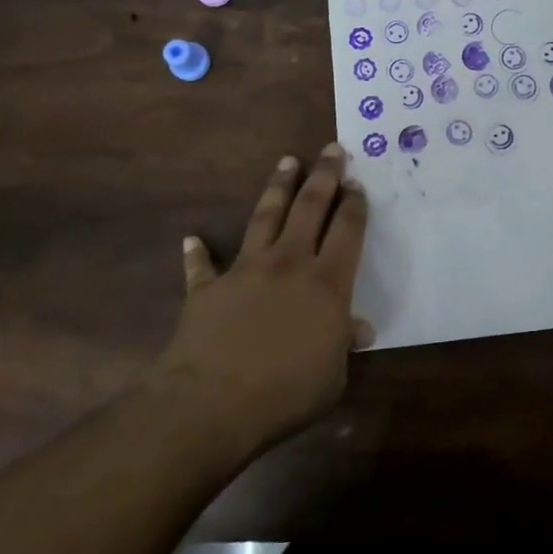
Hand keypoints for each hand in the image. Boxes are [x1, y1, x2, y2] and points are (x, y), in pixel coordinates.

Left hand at [157, 145, 372, 457]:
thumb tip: (360, 329)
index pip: (347, 231)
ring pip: (265, 217)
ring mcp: (246, 270)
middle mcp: (289, 263)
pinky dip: (197, 252)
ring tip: (287, 162)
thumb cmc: (286, 392)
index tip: (357, 183)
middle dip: (324, 176)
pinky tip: (192, 238)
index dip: (354, 205)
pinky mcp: (208, 288)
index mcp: (327, 282)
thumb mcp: (332, 375)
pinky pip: (203, 265)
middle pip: (310, 208)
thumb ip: (344, 345)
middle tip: (332, 150)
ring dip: (278, 188)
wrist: (213, 403)